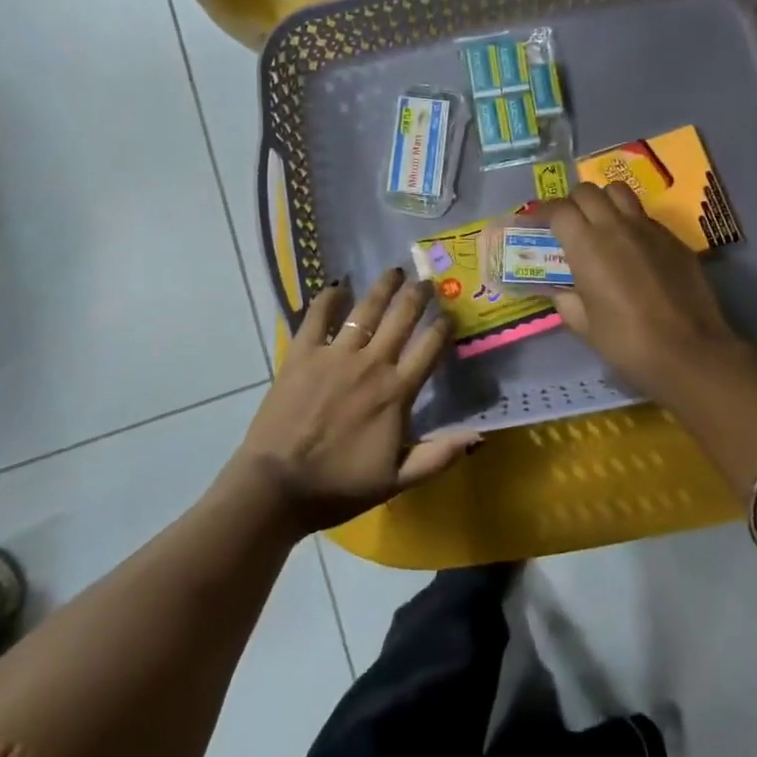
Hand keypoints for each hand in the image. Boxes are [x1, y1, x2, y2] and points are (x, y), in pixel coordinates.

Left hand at [229, 268, 478, 534]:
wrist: (277, 486)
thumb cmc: (339, 486)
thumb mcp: (396, 481)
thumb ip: (437, 457)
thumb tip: (479, 436)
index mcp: (396, 393)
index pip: (429, 348)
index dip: (444, 327)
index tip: (451, 314)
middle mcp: (370, 364)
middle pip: (401, 318)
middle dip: (418, 296)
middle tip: (427, 280)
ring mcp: (334, 355)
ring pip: (365, 310)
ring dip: (383, 287)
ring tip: (395, 271)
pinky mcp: (302, 353)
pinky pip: (318, 316)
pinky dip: (329, 298)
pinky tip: (338, 285)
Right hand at [539, 183, 755, 396]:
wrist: (689, 352)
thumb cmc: (627, 342)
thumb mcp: (584, 325)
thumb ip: (566, 300)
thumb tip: (560, 290)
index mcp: (586, 245)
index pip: (558, 209)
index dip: (543, 212)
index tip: (536, 224)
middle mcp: (616, 226)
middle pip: (587, 191)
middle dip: (572, 202)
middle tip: (568, 225)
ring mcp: (648, 229)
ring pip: (619, 192)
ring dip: (603, 201)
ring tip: (600, 224)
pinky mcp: (673, 239)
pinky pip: (645, 216)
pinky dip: (630, 221)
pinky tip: (632, 248)